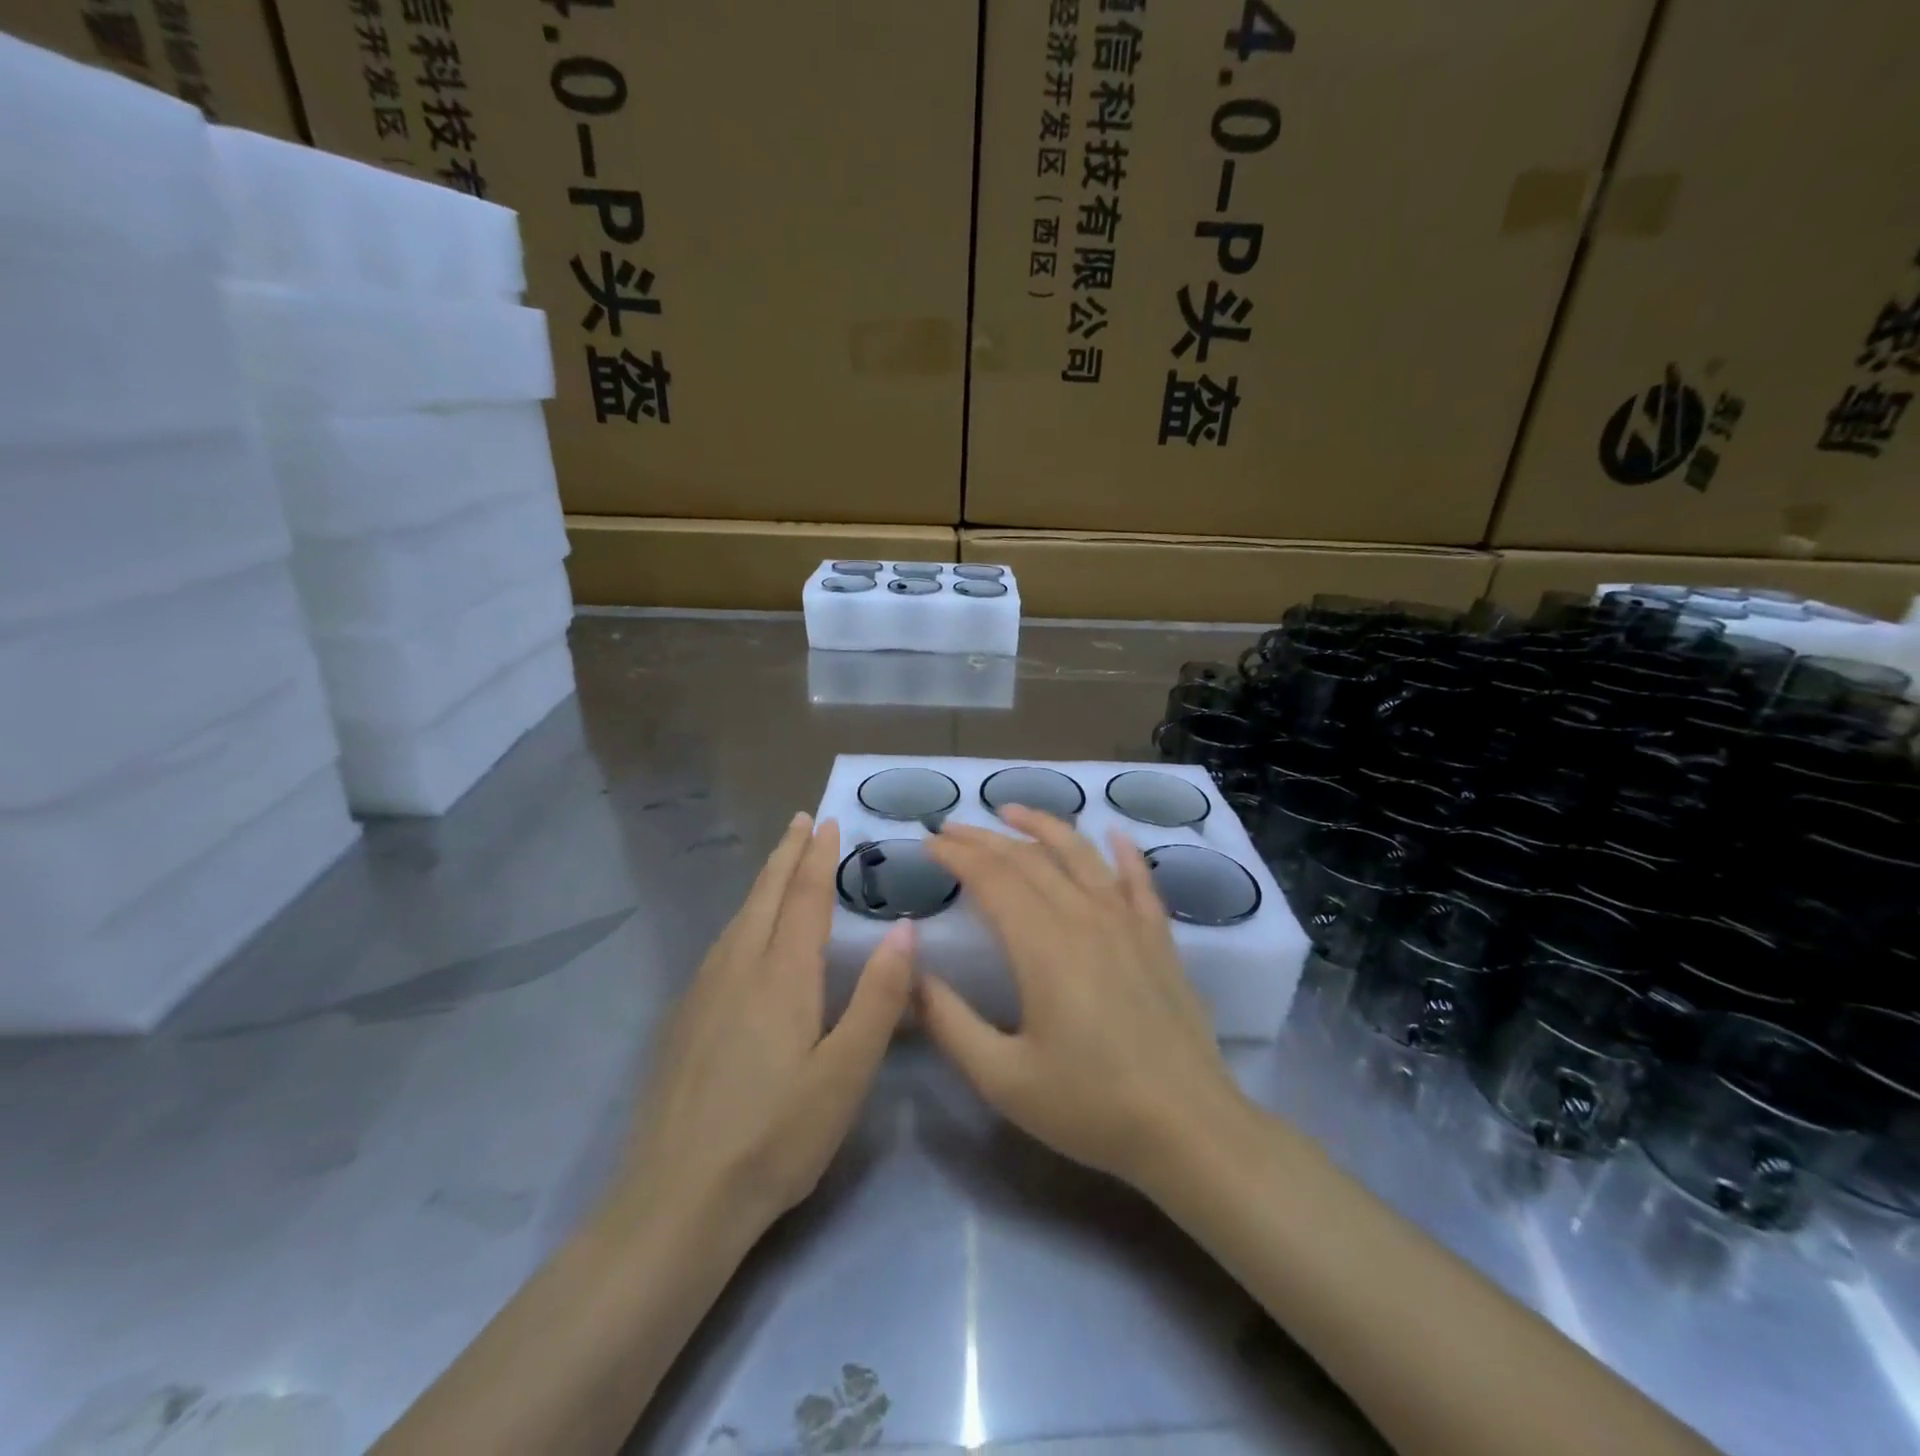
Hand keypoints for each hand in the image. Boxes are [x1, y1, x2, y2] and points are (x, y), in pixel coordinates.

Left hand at [615, 813, 913, 1241]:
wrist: (677, 1199)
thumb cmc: (777, 1135)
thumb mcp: (846, 1073)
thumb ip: (878, 997)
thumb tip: (903, 927)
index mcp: (781, 975)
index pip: (804, 897)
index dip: (818, 858)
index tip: (829, 822)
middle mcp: (738, 968)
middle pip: (765, 895)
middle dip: (786, 855)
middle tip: (801, 820)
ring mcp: (704, 993)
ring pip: (738, 918)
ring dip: (764, 882)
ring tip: (779, 863)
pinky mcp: (685, 1020)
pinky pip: (721, 944)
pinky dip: (743, 916)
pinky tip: (745, 933)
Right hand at [918, 806, 1248, 1190]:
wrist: (1189, 1130)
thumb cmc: (1090, 1106)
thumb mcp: (1002, 1078)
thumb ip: (949, 1022)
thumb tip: (911, 975)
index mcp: (1043, 946)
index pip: (991, 879)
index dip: (956, 856)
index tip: (928, 844)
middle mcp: (1084, 918)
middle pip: (1028, 860)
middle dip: (984, 838)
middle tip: (951, 828)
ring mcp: (1128, 923)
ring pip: (1080, 856)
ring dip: (1043, 826)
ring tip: (1012, 810)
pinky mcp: (1159, 938)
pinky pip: (1140, 881)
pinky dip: (1123, 852)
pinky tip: (1113, 833)